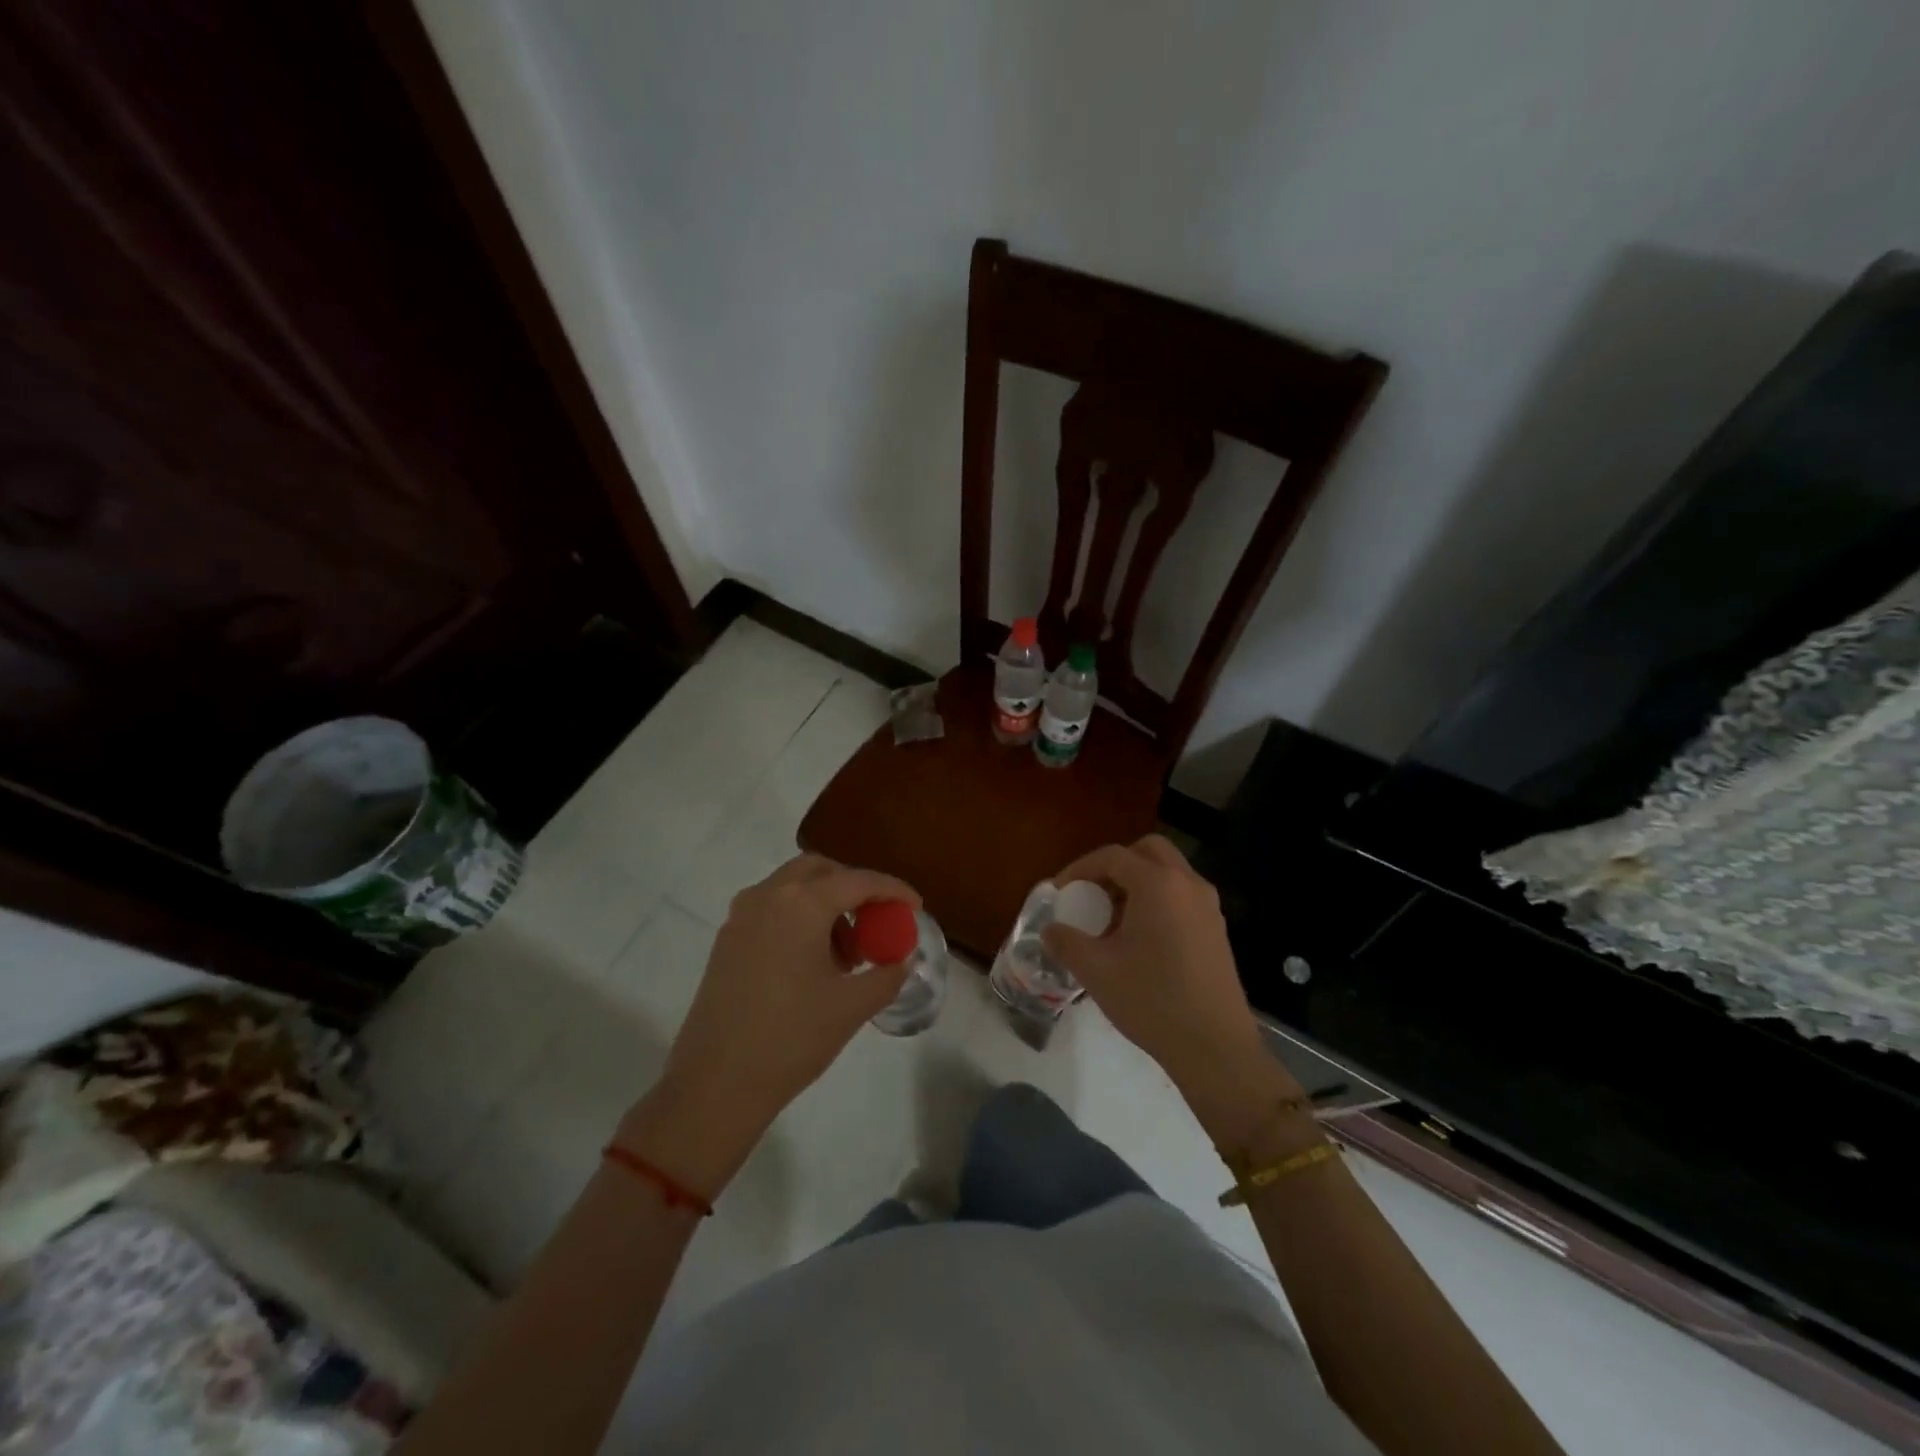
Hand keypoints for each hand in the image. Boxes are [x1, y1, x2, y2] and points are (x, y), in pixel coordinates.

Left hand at [619, 854, 919, 1198]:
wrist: (715, 1084)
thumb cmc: (791, 1038)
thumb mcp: (852, 1006)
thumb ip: (886, 974)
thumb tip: (901, 958)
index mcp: (801, 904)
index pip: (859, 881)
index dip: (893, 890)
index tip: (915, 907)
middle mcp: (768, 896)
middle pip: (820, 870)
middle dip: (854, 888)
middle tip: (876, 921)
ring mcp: (741, 916)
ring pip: (792, 888)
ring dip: (826, 905)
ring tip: (847, 954)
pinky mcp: (726, 940)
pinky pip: (772, 910)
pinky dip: (799, 919)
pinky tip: (813, 963)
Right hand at [1043, 835, 1299, 1144]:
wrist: (1214, 1047)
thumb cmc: (1151, 1000)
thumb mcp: (1096, 970)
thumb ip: (1066, 942)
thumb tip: (1050, 931)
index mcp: (1157, 884)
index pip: (1112, 856)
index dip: (1080, 868)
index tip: (1060, 892)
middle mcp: (1187, 884)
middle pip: (1147, 851)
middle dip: (1115, 865)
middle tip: (1092, 893)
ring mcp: (1208, 906)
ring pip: (1168, 873)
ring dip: (1137, 883)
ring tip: (1111, 920)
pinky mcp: (1217, 930)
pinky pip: (1181, 896)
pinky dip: (1157, 901)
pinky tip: (1140, 940)